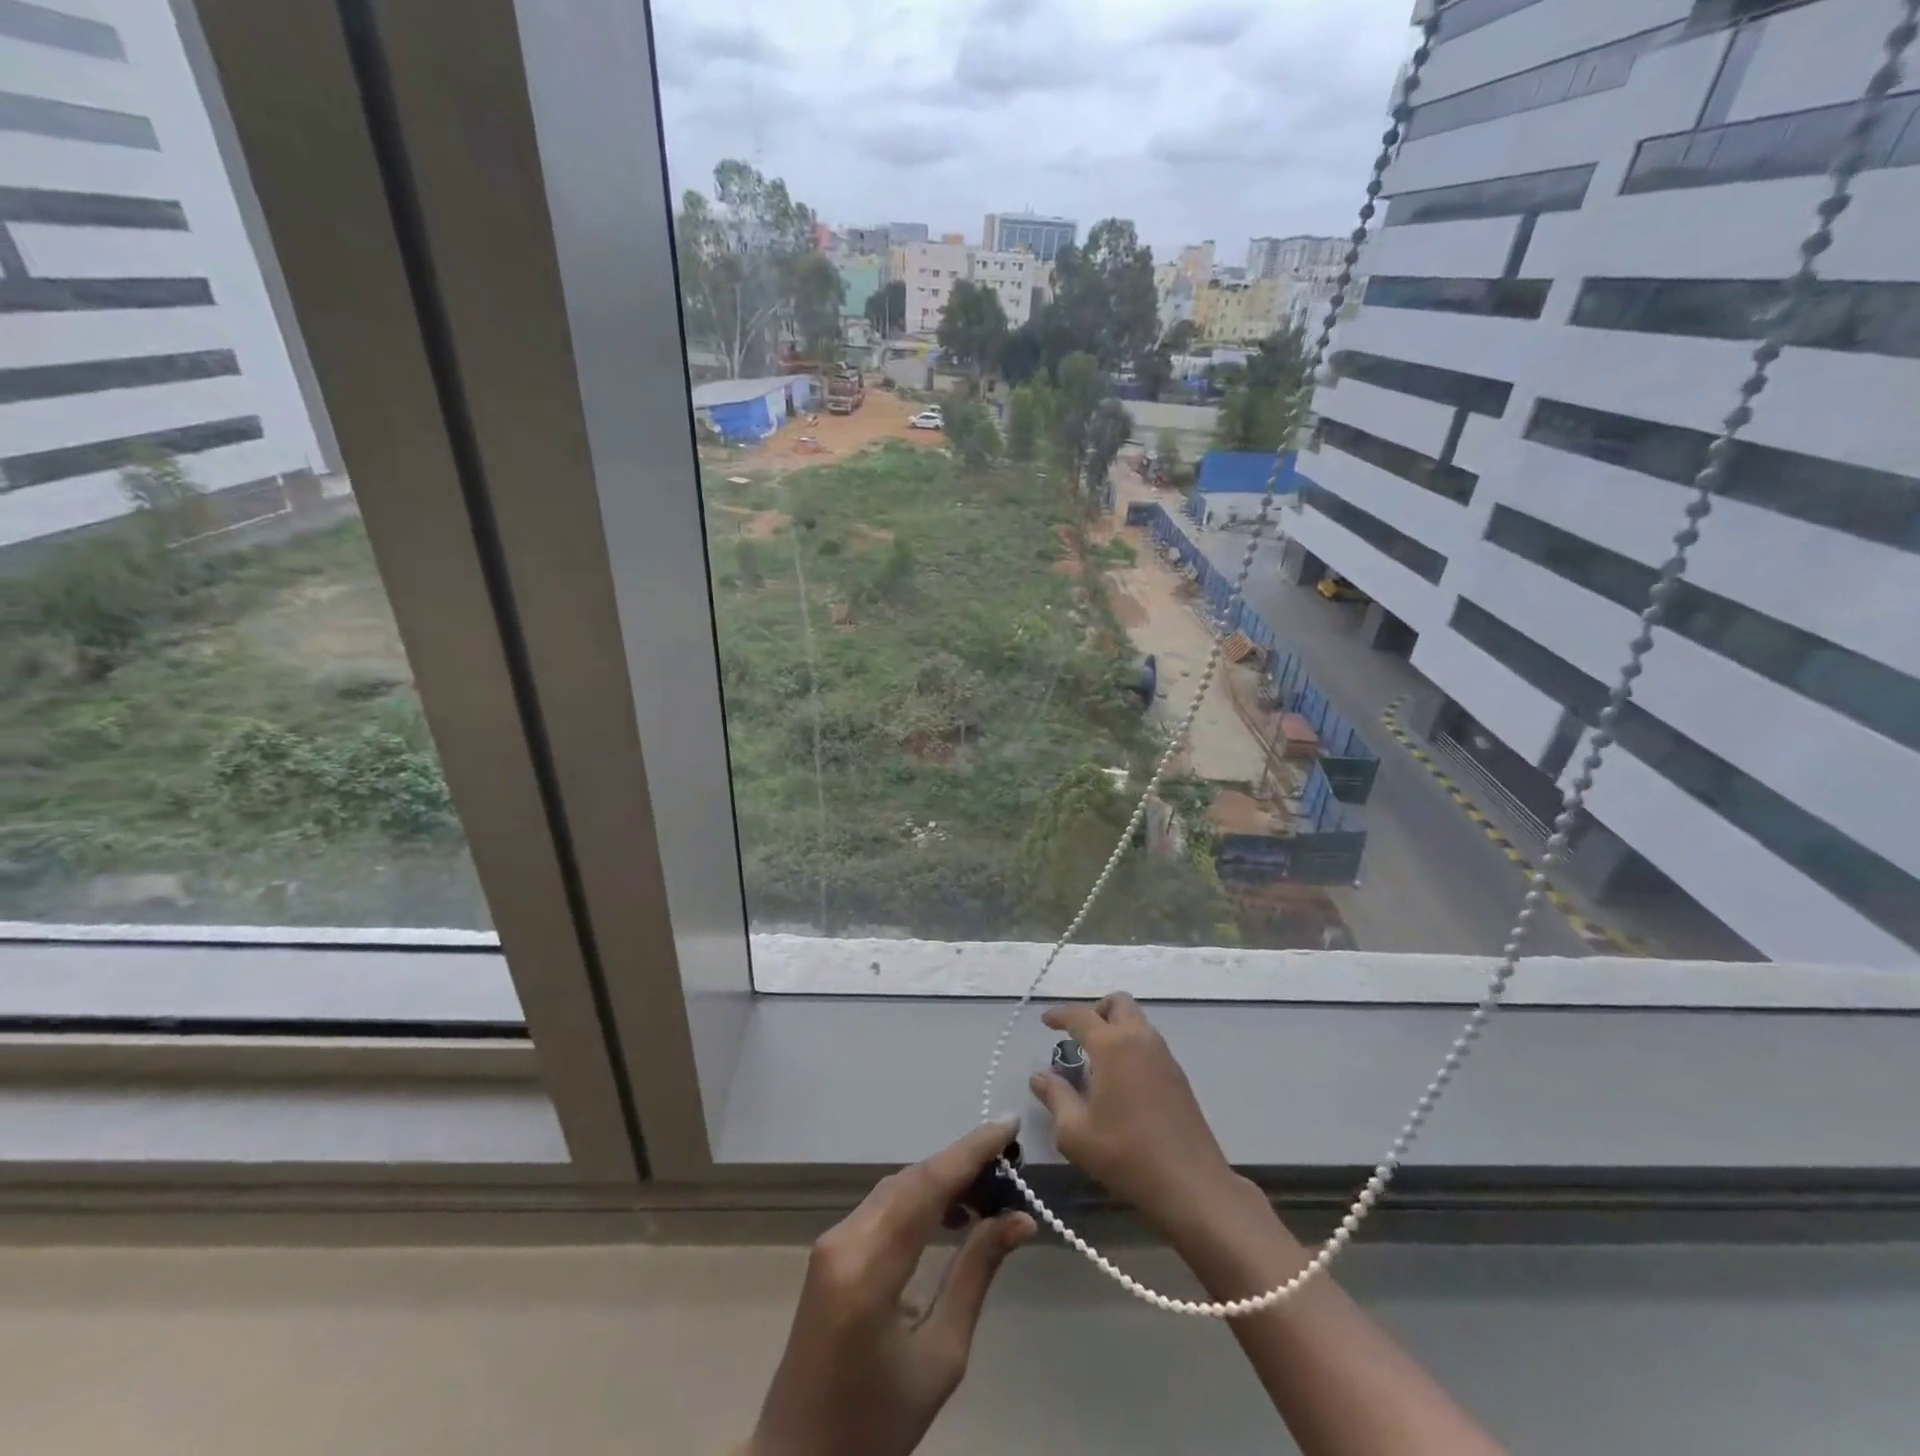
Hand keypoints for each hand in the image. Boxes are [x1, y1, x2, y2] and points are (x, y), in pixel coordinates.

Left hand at [748, 1120, 1036, 1455]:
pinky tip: (950, 1214)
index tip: (1010, 1123)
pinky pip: (883, 1206)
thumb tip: (1020, 1219)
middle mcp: (844, 1240)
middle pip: (911, 1179)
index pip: (927, 1186)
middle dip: (963, 1163)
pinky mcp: (831, 1249)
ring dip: (942, 1179)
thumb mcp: (941, 1357)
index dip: (971, 1150)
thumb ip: (976, 1275)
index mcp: (868, 1270)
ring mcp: (832, 1241)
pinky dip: (920, 1198)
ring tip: (990, 1191)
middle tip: (1011, 1165)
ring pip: (897, 1187)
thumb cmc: (876, 1424)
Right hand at [1030, 993, 1239, 1235]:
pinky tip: (1122, 1081)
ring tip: (1098, 1061)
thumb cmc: (1125, 1153)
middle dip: (1096, 1010)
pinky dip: (1131, 1046)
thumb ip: (1055, 1097)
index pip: (1081, 1016)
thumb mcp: (1075, 1132)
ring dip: (1116, 1028)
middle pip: (1118, 1003)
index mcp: (1112, 1045)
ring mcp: (1164, 1056)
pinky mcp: (1178, 1076)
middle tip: (1079, 1035)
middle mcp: (1140, 1039)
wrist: (1190, 1184)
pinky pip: (1149, 1043)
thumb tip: (1039, 1077)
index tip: (1046, 1021)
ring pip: (1137, 1021)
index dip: (1060, 1015)